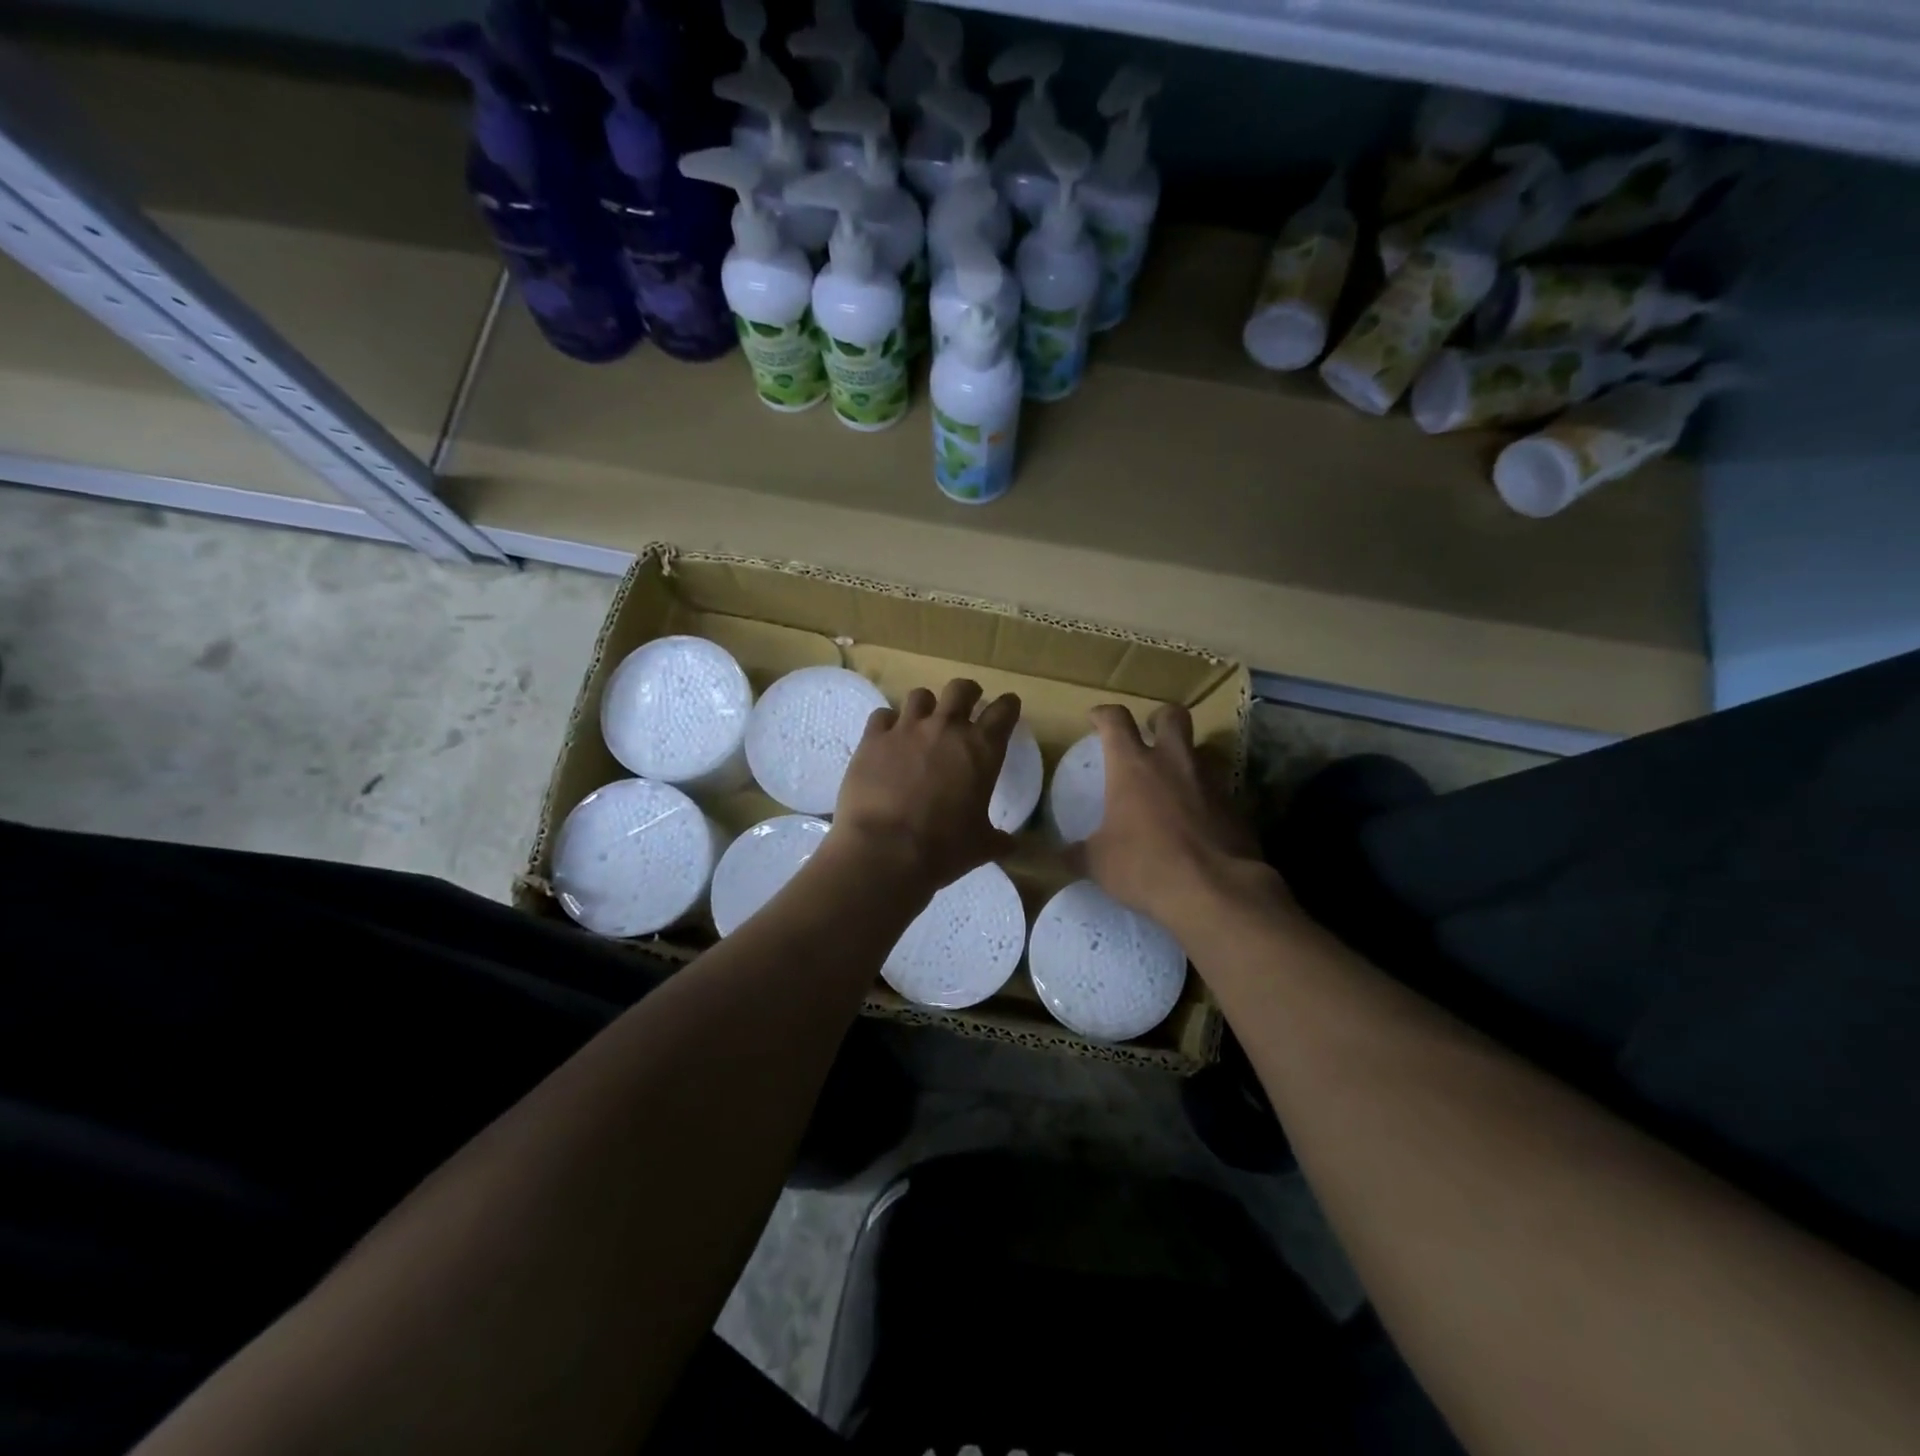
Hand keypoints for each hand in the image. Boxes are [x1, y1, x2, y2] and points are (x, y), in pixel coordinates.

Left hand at [825, 679, 1020, 900]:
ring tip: (922, 723)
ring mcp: (907, 729)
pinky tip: (887, 739)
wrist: (885, 851)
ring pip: (920, 695)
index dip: (1008, 706)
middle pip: (961, 689)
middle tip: (965, 706)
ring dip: (926, 706)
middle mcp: (947, 729)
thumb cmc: (943, 849)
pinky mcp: (873, 738)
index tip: (1008, 708)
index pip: (1004, 710)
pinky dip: (887, 724)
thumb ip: (998, 839)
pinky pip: (882, 716)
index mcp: (982, 750)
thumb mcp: (981, 846)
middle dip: (967, 694)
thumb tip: (1011, 845)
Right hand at [1077, 703, 1279, 933]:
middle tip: (1150, 734)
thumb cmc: (1145, 866)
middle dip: (1159, 718)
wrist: (1215, 891)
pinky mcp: (1236, 806)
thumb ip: (1078, 853)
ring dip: (1188, 757)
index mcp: (1133, 766)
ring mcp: (1209, 781)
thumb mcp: (1098, 863)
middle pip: (1172, 716)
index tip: (1096, 718)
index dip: (1104, 714)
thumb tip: (1060, 855)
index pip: (1116, 720)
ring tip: (1176, 779)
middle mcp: (1173, 762)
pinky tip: (1198, 819)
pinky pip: (1219, 788)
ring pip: (1202, 749)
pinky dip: (1207, 796)